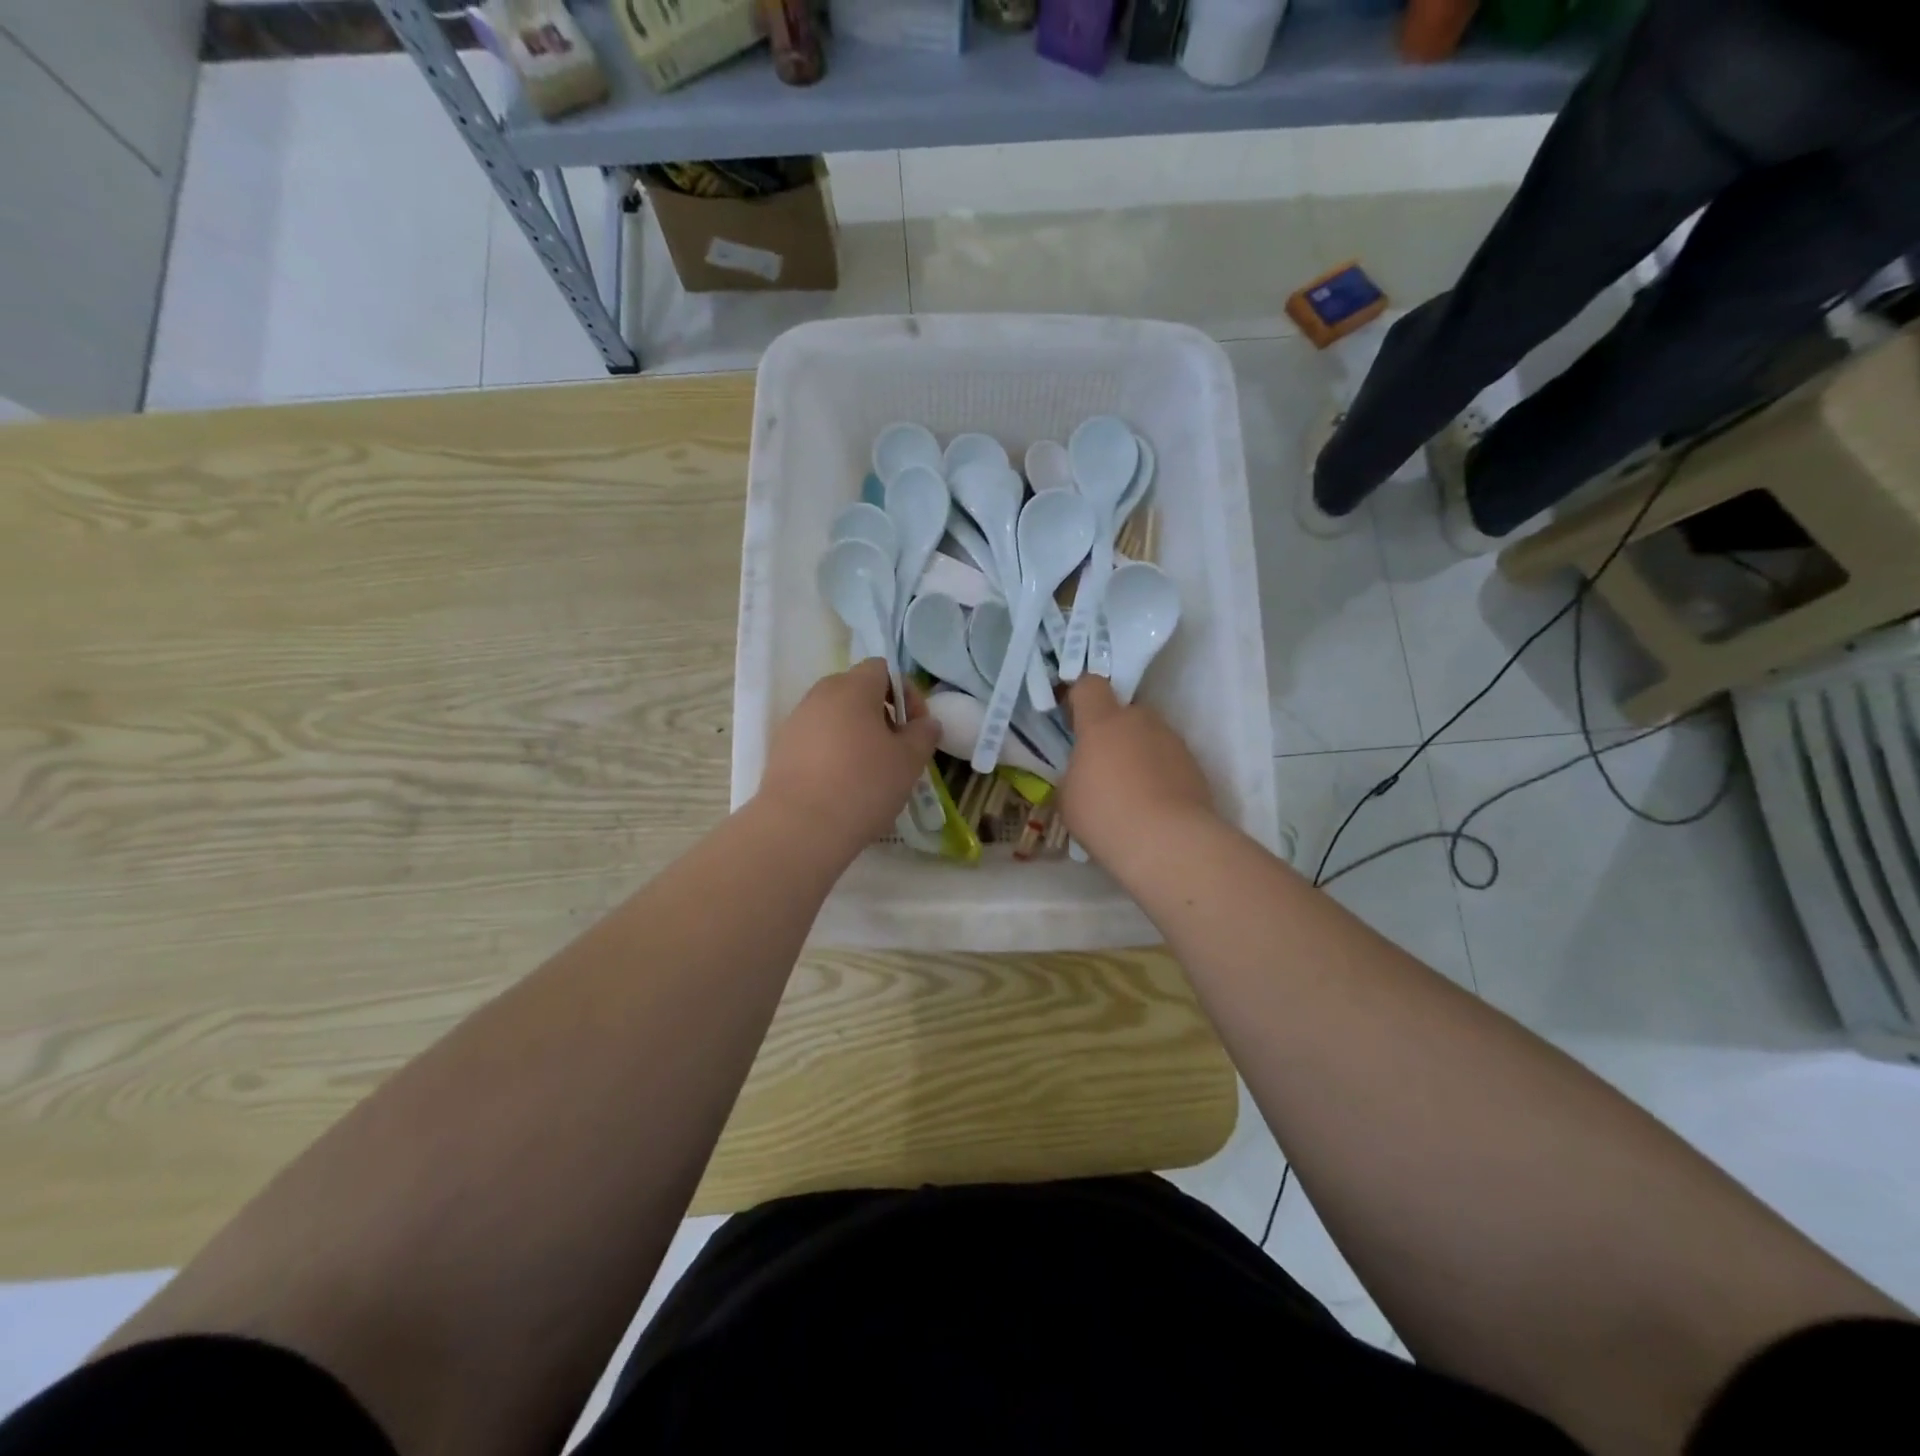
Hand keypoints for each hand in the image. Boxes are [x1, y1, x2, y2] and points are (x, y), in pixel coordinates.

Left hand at [756, 659, 939, 855]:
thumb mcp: (909, 761)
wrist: (800, 827)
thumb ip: (923, 734)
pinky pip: (815, 740)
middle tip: (896, 748)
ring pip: (834, 717)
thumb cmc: (864, 785)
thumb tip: (926, 723)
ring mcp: (795, 722)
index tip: (916, 727)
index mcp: (852, 688)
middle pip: (856, 691)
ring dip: (856, 734)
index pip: (882, 669)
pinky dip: (833, 753)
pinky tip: (843, 786)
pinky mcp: (780, 750)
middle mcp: (819, 696)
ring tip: (870, 771)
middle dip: (881, 714)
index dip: (906, 692)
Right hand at [1059, 677, 1217, 865]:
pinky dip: (1160, 775)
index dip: (1079, 698)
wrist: (1168, 843)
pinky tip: (1153, 807)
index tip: (1073, 720)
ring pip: (1149, 737)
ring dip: (1138, 754)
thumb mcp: (1068, 796)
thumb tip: (1085, 773)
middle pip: (1124, 713)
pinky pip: (1169, 761)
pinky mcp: (1195, 766)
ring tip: (1130, 794)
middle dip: (1112, 733)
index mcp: (1103, 722)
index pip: (1089, 685)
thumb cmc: (1105, 814)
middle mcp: (1141, 721)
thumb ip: (1074, 773)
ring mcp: (1173, 742)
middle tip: (1101, 768)